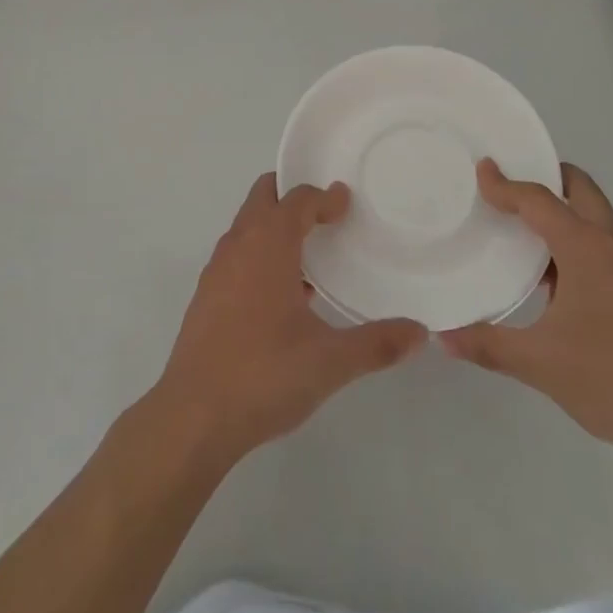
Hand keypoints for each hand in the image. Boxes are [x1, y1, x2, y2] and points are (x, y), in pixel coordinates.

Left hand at [148, 174, 425, 467]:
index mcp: (267, 244)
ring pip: (247, 226)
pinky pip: (237, 255)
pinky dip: (260, 254)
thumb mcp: (330, 361)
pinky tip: (283, 296)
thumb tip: (420, 333)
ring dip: (275, 227)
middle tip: (327, 214)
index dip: (324, 196)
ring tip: (311, 255)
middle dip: (293, 195)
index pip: (297, 198)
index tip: (347, 205)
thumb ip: (377, 344)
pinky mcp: (206, 296)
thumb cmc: (263, 375)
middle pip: (264, 196)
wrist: (193, 417)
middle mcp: (238, 245)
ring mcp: (216, 270)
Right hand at [440, 160, 612, 470]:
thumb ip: (488, 345)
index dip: (505, 184)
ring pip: (595, 212)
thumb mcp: (539, 363)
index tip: (480, 171)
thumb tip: (442, 337)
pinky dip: (577, 234)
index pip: (538, 200)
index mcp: (584, 247)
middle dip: (545, 176)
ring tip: (525, 226)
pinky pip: (604, 239)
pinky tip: (555, 273)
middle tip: (509, 187)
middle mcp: (611, 243)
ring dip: (563, 206)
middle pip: (578, 186)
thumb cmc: (611, 378)